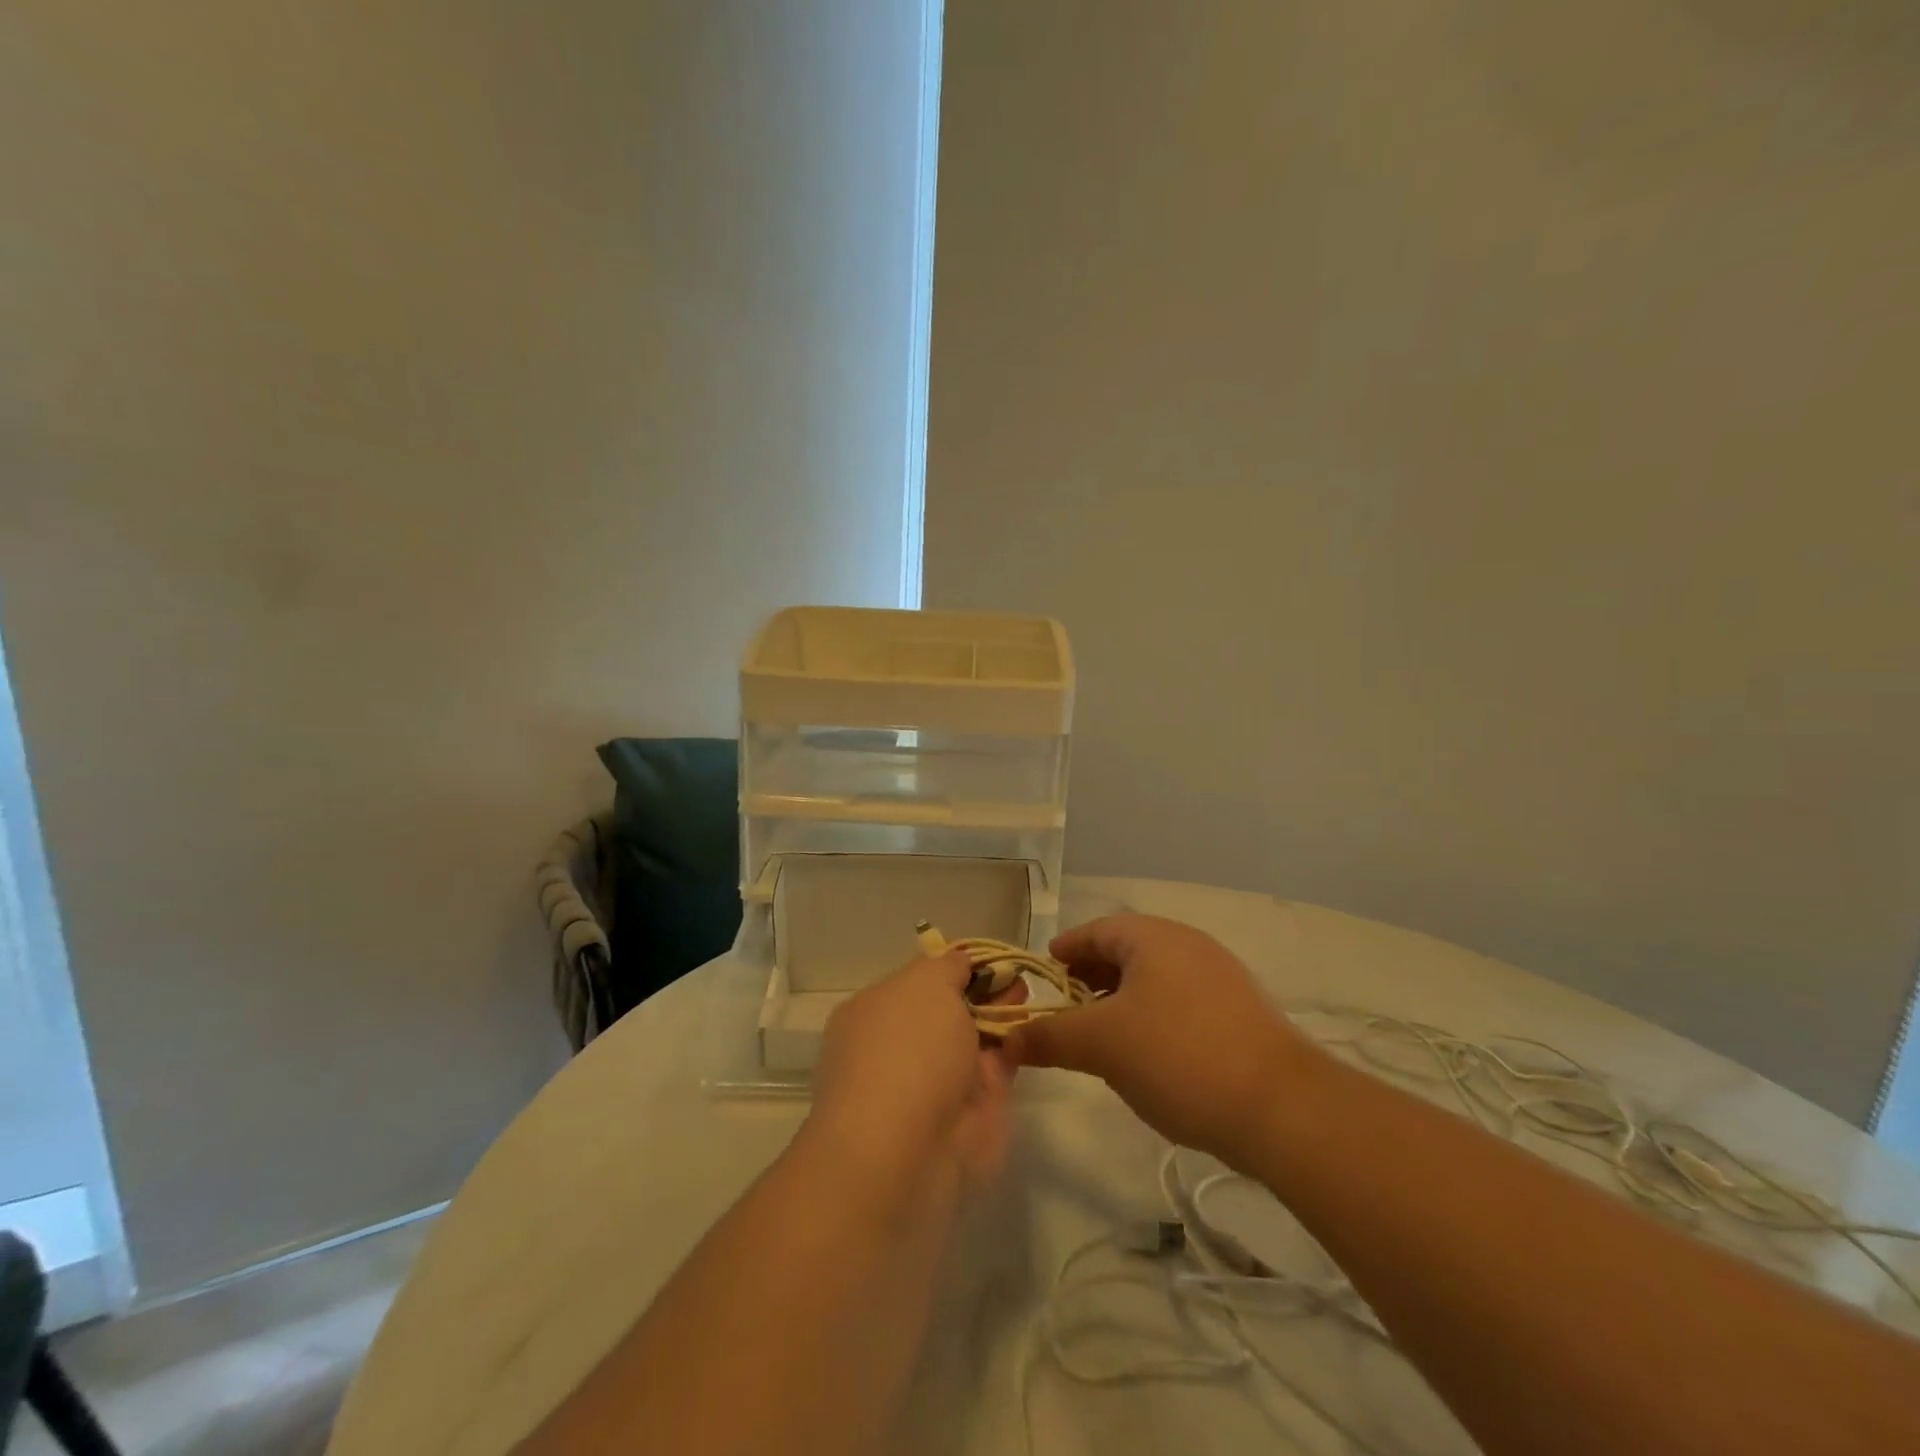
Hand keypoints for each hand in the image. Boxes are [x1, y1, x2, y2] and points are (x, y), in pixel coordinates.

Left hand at [806, 952, 1014, 1199]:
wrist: (906, 1152)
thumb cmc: (906, 1049)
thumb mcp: (924, 983)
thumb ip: (947, 967)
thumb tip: (961, 963)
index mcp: (874, 1012)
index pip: (918, 981)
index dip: (954, 966)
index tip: (988, 958)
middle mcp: (900, 1046)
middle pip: (949, 1010)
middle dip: (983, 990)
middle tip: (1017, 975)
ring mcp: (933, 1083)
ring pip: (974, 1040)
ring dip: (1001, 1016)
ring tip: (1029, 993)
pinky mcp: (970, 1114)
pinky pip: (995, 1069)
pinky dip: (1013, 1048)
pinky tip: (1033, 1028)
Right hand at [1006, 914, 1311, 1170]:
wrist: (1282, 1107)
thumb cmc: (1178, 1056)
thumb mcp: (1102, 1046)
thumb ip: (1050, 1037)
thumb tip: (1008, 1039)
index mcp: (1153, 937)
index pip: (1096, 930)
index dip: (1066, 949)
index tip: (1046, 970)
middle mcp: (1188, 944)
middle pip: (1127, 950)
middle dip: (1093, 975)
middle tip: (1068, 1005)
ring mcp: (1220, 976)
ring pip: (1156, 976)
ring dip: (1123, 998)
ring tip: (1103, 1032)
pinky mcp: (1241, 1011)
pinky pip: (1182, 999)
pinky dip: (1154, 1013)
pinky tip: (1148, 1052)